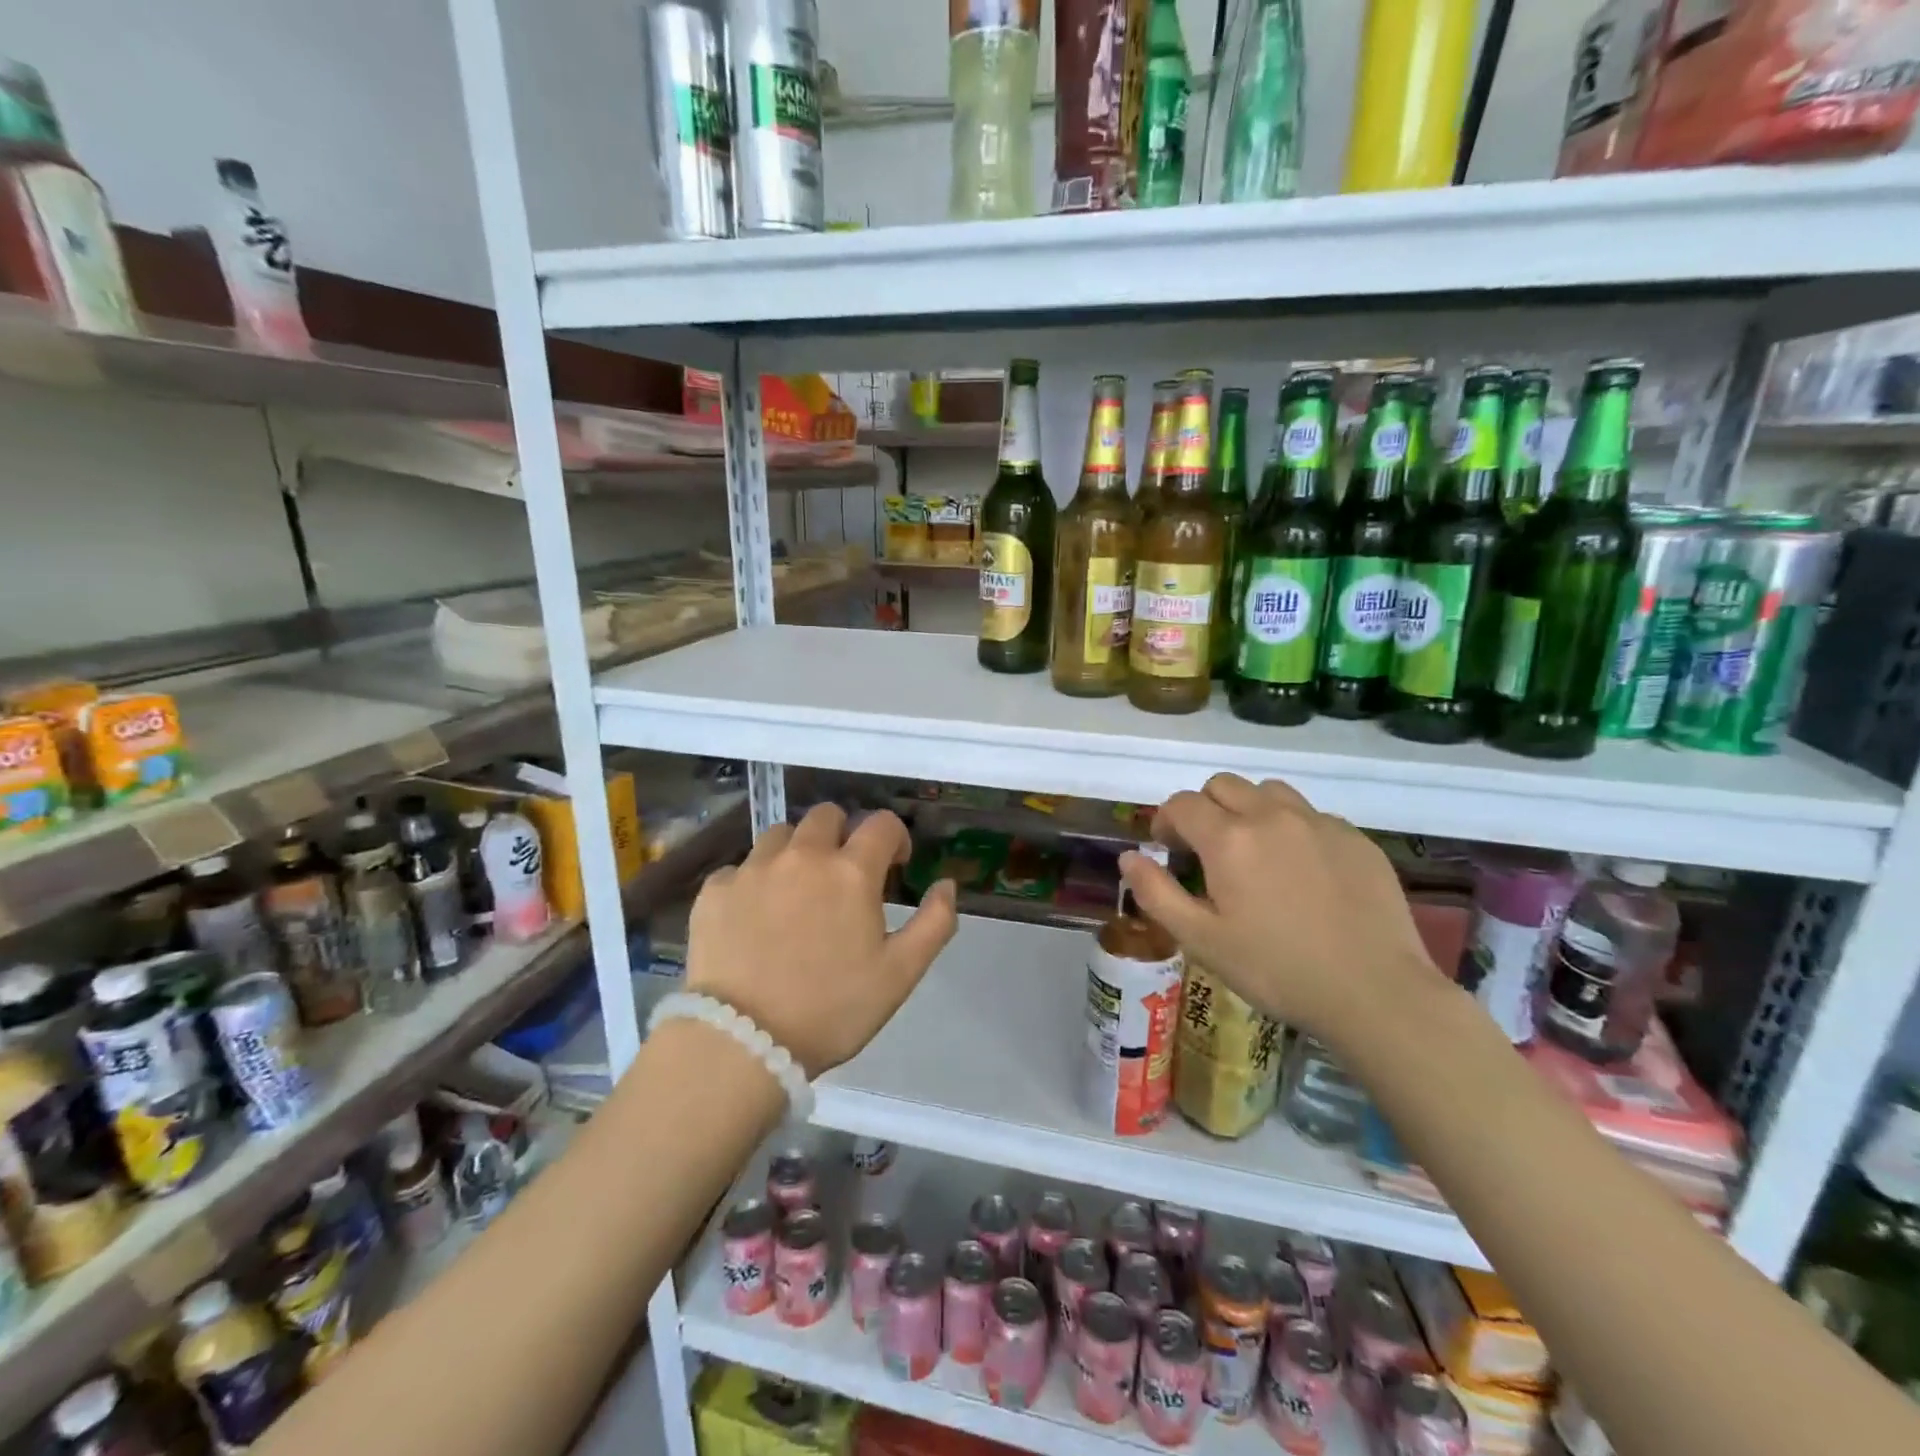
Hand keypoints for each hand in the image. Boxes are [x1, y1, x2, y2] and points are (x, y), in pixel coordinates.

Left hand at [686, 804, 957, 1076]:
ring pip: (781, 834)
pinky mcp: (715, 890)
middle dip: (842, 836)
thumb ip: (934, 923)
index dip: (894, 839)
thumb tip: (946, 883)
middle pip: (827, 816)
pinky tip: (754, 918)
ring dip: (797, 851)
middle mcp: (802, 856)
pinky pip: (740, 868)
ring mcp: (753, 869)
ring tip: (796, 892)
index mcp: (851, 871)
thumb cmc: (831, 1010)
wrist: (743, 1043)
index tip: (892, 868)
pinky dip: (753, 882)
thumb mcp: (900, 974)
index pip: (882, 823)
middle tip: (842, 876)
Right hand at [1118, 774, 1441, 1052]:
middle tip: (1207, 851)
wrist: (1375, 993)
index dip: (1166, 821)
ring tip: (1254, 853)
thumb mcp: (1201, 940)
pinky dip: (1293, 829)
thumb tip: (1128, 856)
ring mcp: (1319, 822)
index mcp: (1229, 838)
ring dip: (1249, 810)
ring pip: (1269, 792)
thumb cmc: (1276, 969)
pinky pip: (1311, 815)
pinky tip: (1302, 873)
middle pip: (1223, 785)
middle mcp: (1271, 815)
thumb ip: (1156, 893)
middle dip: (1204, 809)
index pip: (1182, 803)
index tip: (1167, 850)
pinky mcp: (1356, 838)